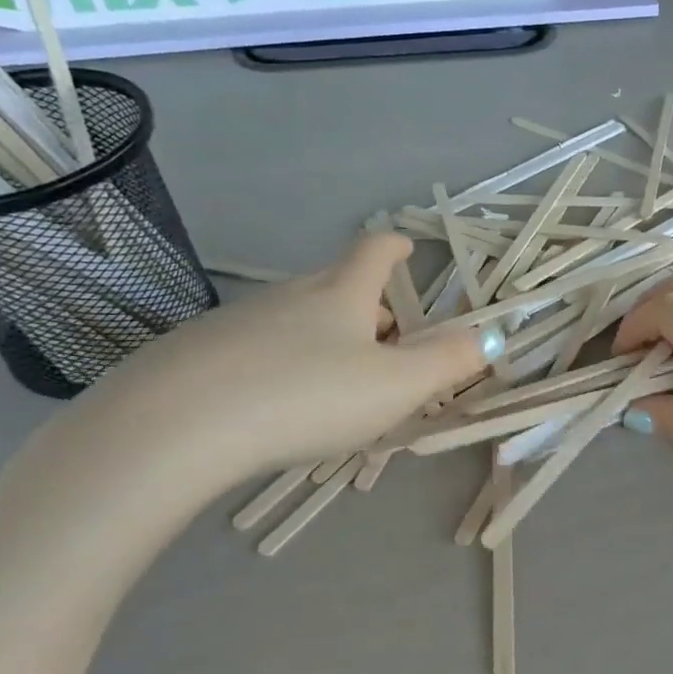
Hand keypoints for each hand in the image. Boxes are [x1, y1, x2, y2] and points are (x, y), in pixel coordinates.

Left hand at [92, 233, 497, 488]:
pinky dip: (281, 362)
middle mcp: (290, 294)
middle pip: (336, 285)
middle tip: (386, 342)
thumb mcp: (395, 386)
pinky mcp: (200, 351)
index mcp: (341, 294)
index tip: (408, 247)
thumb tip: (494, 337)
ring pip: (296, 317)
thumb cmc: (307, 396)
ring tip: (336, 381)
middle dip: (367, 305)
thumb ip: (448, 363)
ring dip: (324, 337)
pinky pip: (257, 346)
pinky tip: (276, 401)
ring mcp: (240, 320)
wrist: (178, 426)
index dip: (396, 247)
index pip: (374, 252)